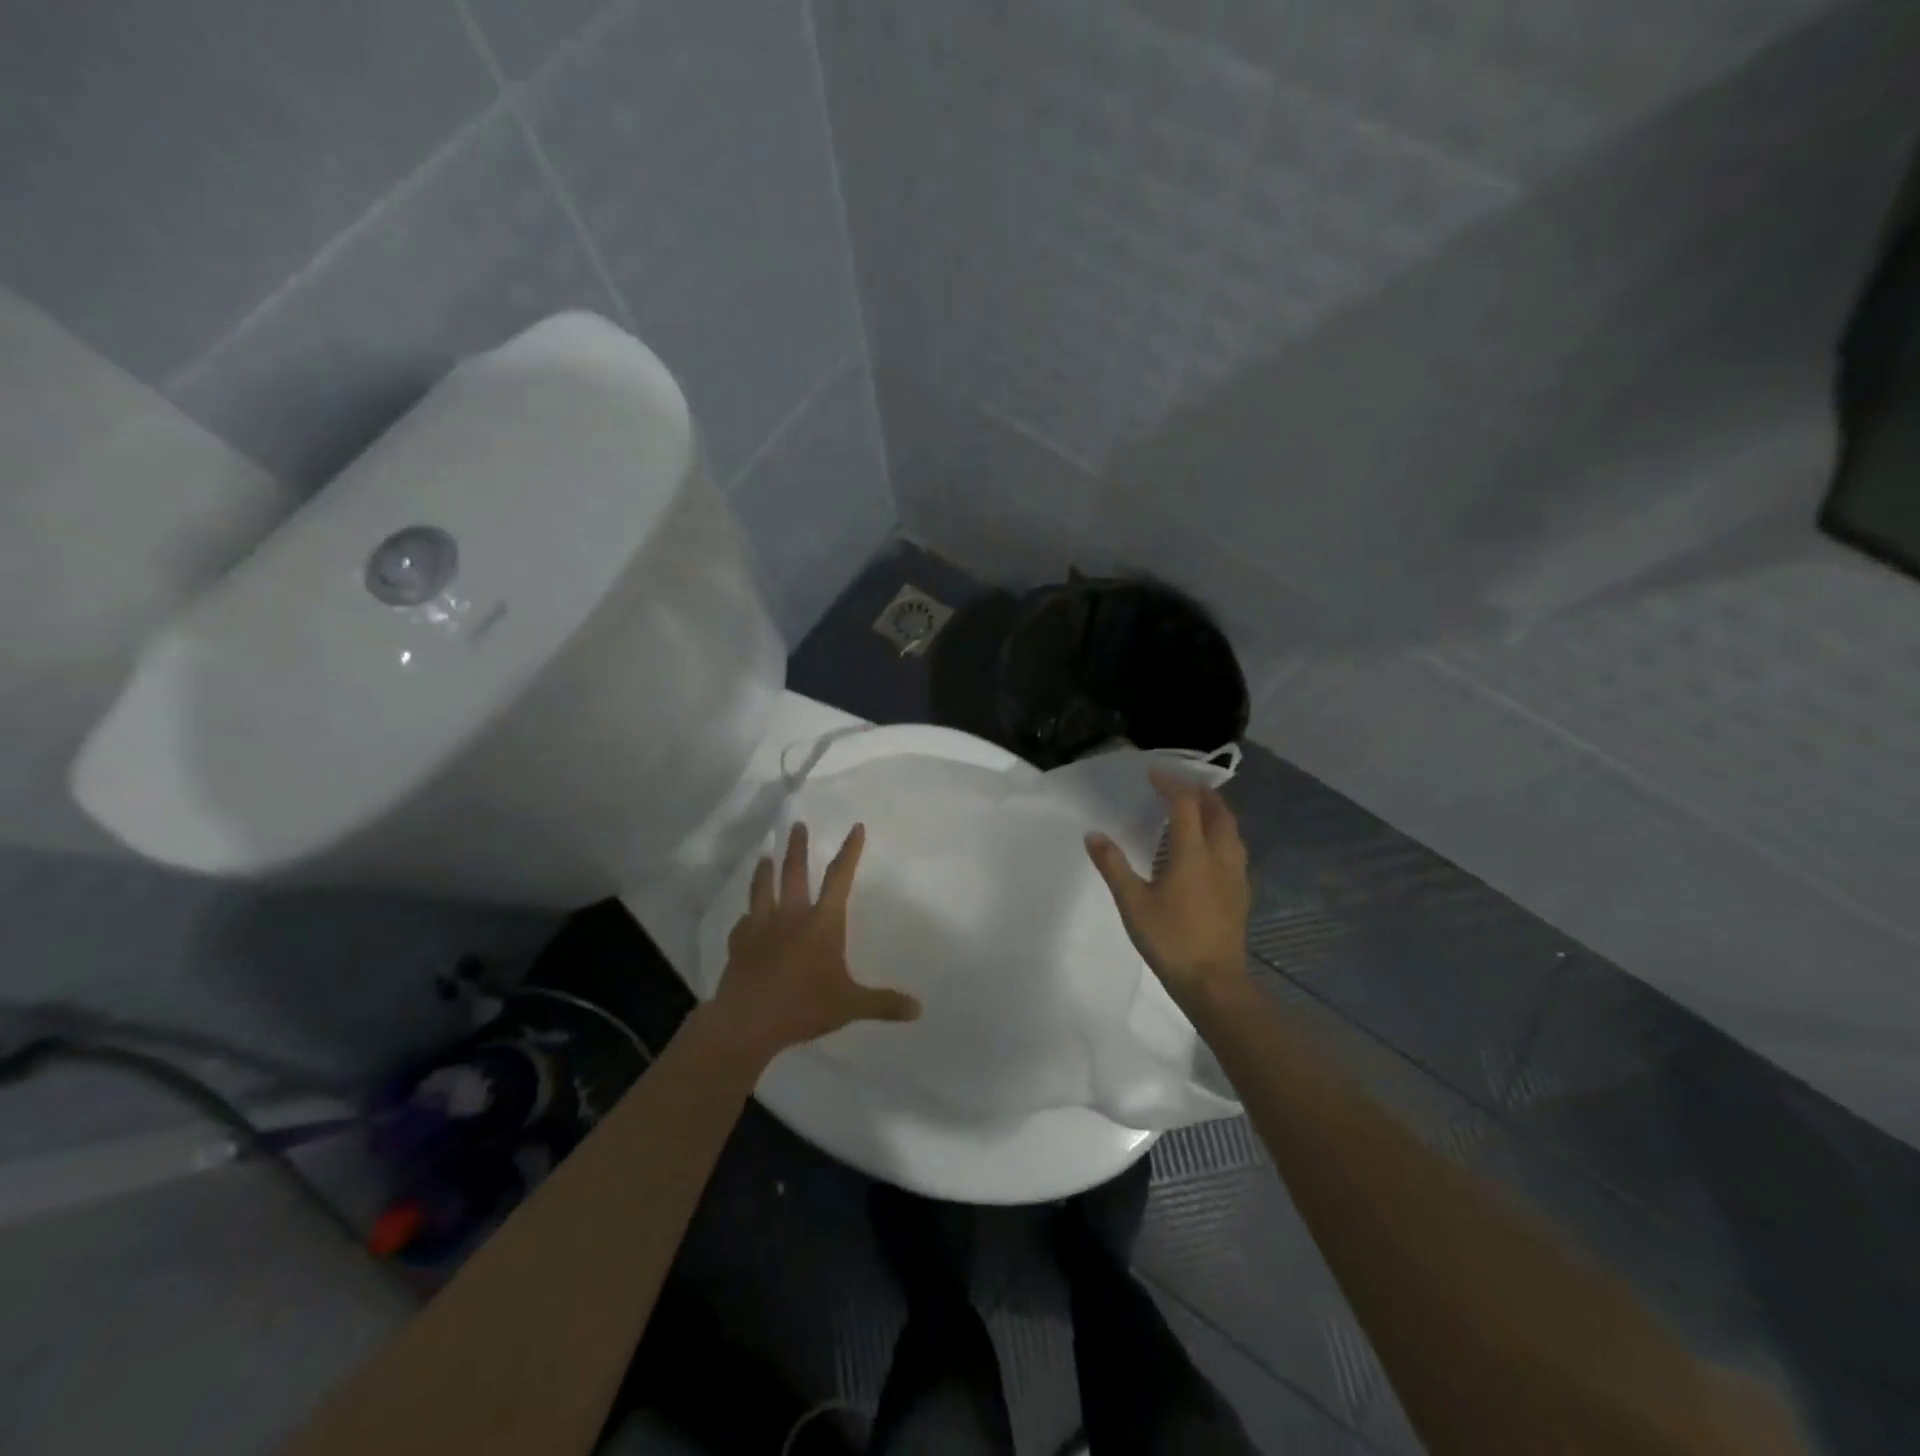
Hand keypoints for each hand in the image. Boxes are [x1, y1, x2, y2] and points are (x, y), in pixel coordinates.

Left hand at [712, 822, 920, 1061]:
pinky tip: (745, 918)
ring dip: (764, 872)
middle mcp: (791, 917)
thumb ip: (883, 1004)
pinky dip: (746, 918)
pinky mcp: (738, 945)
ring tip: (764, 856)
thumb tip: (918, 1009)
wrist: (747, 1022)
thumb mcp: (850, 1005)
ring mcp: (761, 929)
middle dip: (797, 848)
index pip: (840, 879)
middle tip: (797, 825)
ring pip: (762, 890)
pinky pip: (742, 925)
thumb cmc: (803, 1006)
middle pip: (794, 873)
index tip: (855, 827)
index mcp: (822, 923)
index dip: (849, 852)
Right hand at [1086, 770, 1252, 1006]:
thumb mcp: (1133, 903)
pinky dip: (1222, 834)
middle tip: (1180, 785)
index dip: (1170, 784)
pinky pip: (1235, 849)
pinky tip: (1209, 849)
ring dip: (1215, 811)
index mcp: (1193, 854)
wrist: (1214, 982)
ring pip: (1232, 830)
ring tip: (1197, 809)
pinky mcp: (1241, 892)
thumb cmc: (1170, 939)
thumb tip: (1094, 834)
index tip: (1153, 774)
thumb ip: (1113, 865)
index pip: (1185, 805)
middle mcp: (1220, 856)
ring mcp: (1235, 874)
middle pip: (1218, 811)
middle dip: (1200, 792)